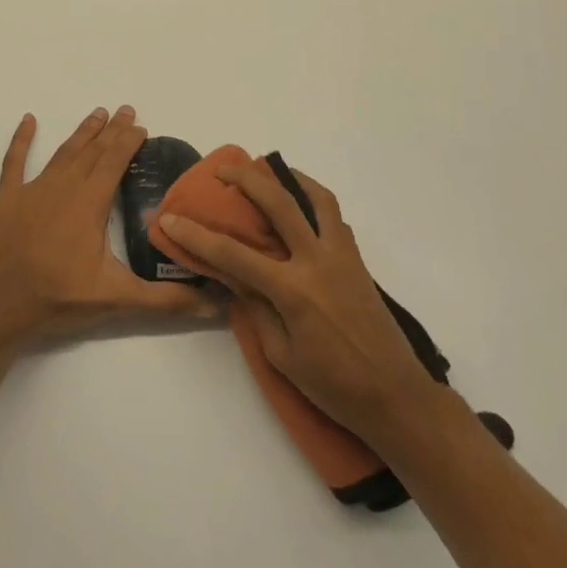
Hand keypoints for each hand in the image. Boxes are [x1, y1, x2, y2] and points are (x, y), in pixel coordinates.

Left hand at [0, 107, 216, 349]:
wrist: (0, 306)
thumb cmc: (60, 298)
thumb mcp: (118, 299)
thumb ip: (165, 300)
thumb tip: (212, 306)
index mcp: (90, 203)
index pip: (114, 162)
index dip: (128, 142)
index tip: (141, 126)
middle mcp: (64, 187)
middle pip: (92, 151)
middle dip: (111, 130)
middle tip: (125, 110)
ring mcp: (33, 190)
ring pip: (63, 153)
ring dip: (82, 133)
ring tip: (97, 113)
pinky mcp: (7, 200)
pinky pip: (14, 163)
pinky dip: (21, 140)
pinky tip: (28, 120)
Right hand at [158, 163, 429, 440]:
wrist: (396, 396)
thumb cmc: (333, 385)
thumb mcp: (282, 355)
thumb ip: (256, 309)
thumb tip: (235, 278)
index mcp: (292, 291)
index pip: (233, 255)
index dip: (197, 235)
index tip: (170, 217)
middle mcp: (317, 262)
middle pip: (278, 204)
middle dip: (246, 180)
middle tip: (224, 170)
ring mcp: (341, 256)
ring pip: (317, 198)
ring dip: (290, 178)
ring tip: (270, 171)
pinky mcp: (357, 260)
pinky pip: (335, 217)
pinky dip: (315, 201)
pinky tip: (301, 206)